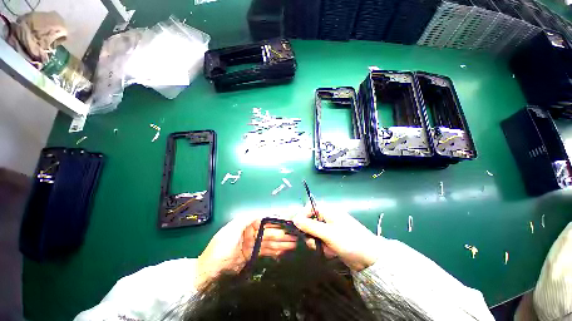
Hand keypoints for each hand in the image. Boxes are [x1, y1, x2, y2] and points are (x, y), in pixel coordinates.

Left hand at [195, 216, 296, 288]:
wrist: (208, 273)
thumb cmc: (219, 249)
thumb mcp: (231, 230)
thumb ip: (246, 219)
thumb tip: (261, 211)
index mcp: (247, 224)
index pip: (266, 219)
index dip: (278, 219)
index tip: (289, 220)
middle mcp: (252, 232)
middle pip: (271, 231)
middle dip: (283, 232)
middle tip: (296, 234)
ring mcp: (254, 244)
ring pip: (271, 241)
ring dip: (283, 242)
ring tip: (295, 243)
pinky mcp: (254, 255)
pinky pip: (268, 251)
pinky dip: (277, 251)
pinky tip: (285, 251)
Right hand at [293, 204, 378, 270]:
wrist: (371, 259)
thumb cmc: (349, 241)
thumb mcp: (328, 233)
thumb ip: (310, 226)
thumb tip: (294, 219)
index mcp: (328, 211)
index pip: (309, 208)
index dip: (302, 216)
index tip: (297, 228)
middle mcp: (328, 217)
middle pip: (310, 221)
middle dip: (310, 233)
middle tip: (313, 243)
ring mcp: (331, 229)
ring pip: (315, 233)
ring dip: (317, 242)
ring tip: (326, 249)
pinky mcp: (333, 239)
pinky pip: (322, 241)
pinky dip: (324, 247)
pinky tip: (331, 253)